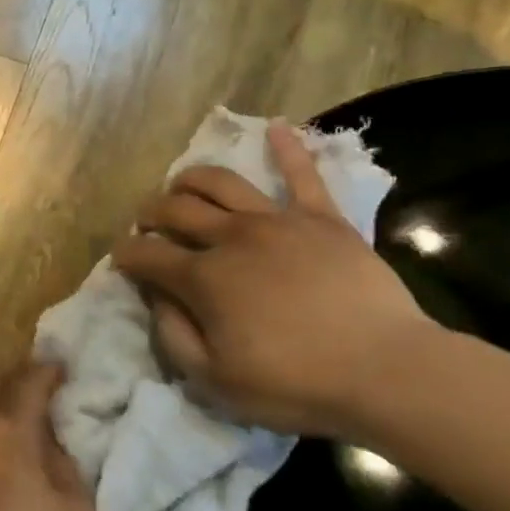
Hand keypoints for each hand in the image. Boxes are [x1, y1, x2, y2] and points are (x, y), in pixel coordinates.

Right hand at [111, 122, 436, 438]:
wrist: (387, 371)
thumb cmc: (296, 384)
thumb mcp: (215, 381)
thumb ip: (173, 336)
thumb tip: (157, 298)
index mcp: (203, 277)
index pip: (147, 254)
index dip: (127, 254)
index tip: (122, 259)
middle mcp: (231, 237)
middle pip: (176, 209)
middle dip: (151, 212)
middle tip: (146, 222)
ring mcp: (278, 221)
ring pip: (221, 182)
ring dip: (191, 179)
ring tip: (181, 184)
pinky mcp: (322, 218)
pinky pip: (303, 174)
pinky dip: (289, 147)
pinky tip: (278, 126)